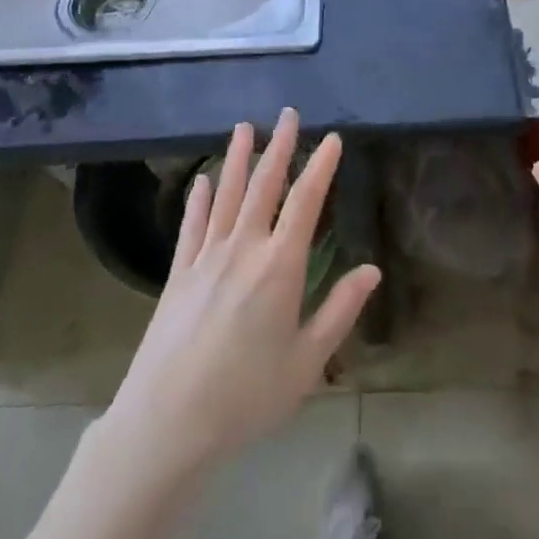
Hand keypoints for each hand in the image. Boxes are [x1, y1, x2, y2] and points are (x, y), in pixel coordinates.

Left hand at [108, 109, 380, 472]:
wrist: (166, 424)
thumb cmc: (247, 397)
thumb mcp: (307, 361)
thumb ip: (340, 311)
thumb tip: (372, 270)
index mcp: (280, 267)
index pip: (306, 202)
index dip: (320, 167)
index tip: (332, 139)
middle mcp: (243, 250)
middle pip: (264, 187)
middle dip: (279, 147)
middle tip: (288, 114)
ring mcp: (205, 259)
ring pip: (225, 196)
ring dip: (236, 159)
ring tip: (244, 127)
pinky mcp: (178, 275)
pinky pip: (191, 226)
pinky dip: (197, 200)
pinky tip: (200, 180)